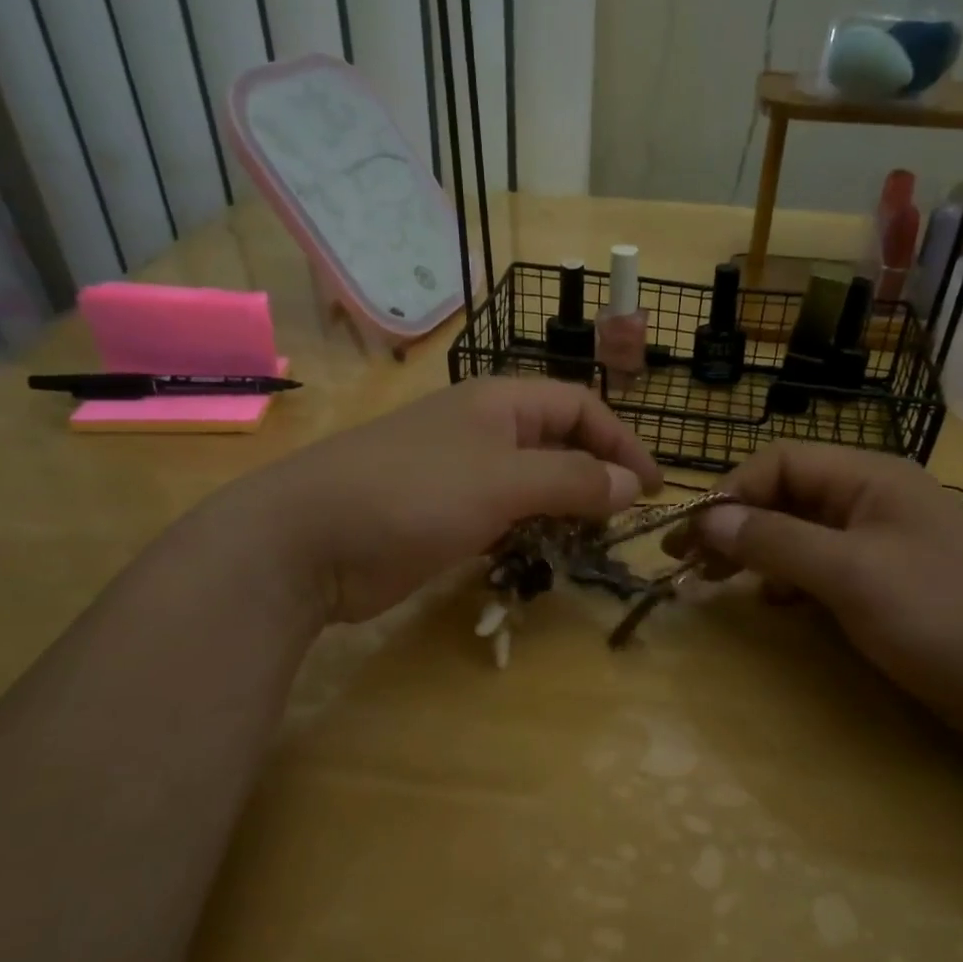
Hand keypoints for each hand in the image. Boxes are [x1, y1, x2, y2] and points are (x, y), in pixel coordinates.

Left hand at [208, 379, 661, 623]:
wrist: (308, 541)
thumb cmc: (414, 494)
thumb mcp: (504, 481)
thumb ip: (573, 479)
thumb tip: (634, 485)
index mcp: (501, 403)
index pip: (581, 407)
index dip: (623, 442)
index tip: (654, 488)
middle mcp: (484, 432)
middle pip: (559, 445)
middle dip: (596, 477)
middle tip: (623, 522)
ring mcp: (460, 476)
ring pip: (532, 485)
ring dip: (564, 510)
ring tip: (590, 545)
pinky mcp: (442, 518)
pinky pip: (503, 519)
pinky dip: (528, 534)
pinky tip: (540, 558)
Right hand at [676, 443, 962, 741]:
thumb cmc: (945, 617)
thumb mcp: (852, 574)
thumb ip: (775, 541)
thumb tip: (707, 519)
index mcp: (869, 477)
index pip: (778, 463)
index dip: (729, 494)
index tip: (690, 539)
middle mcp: (873, 499)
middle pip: (786, 496)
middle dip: (735, 525)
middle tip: (687, 565)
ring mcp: (883, 543)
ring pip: (801, 533)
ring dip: (757, 552)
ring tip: (719, 583)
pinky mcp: (890, 583)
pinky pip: (823, 567)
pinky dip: (790, 580)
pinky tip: (774, 602)